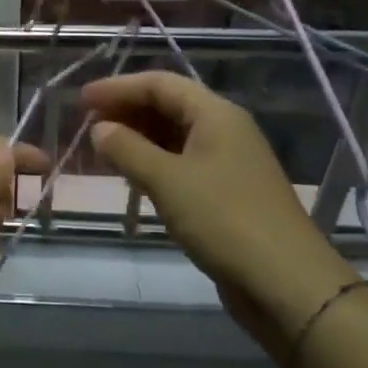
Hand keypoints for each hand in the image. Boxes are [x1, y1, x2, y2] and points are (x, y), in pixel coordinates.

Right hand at [83, 71, 358, 361]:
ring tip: (102, 151)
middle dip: (126, 112)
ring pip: (174, 136)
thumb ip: (127, 149)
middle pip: (168, 106)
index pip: (160, 84)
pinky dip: (153, 164)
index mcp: (216, 114)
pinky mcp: (227, 192)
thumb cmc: (224, 220)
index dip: (118, 88)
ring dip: (137, 139)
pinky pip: (182, 163)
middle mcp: (224, 129)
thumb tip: (99, 128)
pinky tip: (132, 179)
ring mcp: (228, 162)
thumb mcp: (167, 181)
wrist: (286, 283)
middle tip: (87, 125)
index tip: (81, 100)